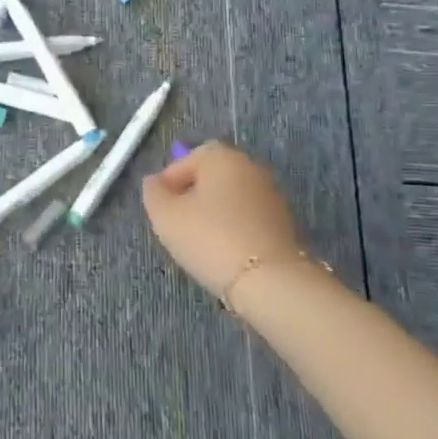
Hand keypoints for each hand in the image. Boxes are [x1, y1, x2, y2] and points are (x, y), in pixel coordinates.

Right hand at [141, 142, 307, 302]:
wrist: (269, 280)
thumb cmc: (210, 238)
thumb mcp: (165, 215)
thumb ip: (153, 192)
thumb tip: (156, 182)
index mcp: (222, 157)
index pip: (189, 158)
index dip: (169, 180)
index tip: (160, 207)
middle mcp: (250, 168)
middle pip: (212, 177)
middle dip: (192, 197)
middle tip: (176, 224)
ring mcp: (271, 196)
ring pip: (230, 199)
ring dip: (213, 214)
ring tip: (199, 242)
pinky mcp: (284, 224)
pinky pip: (247, 219)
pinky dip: (233, 229)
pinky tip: (223, 252)